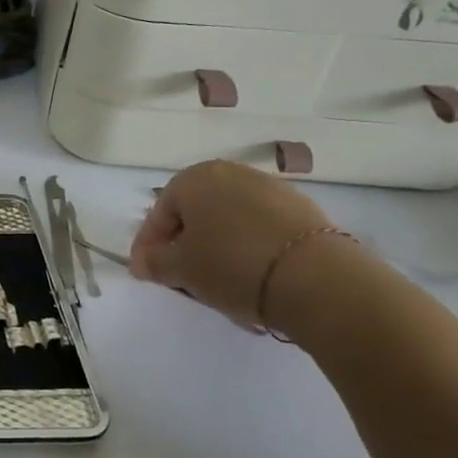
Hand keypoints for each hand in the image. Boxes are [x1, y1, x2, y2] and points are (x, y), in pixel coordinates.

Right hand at [129, 161, 336, 327]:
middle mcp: (231, 173)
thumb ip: (154, 263)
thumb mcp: (180, 269)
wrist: (316, 278)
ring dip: (218, 249)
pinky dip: (249, 250)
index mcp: (194, 178)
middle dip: (185, 245)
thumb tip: (142, 262)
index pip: (159, 214)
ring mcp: (271, 189)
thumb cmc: (231, 265)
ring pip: (229, 222)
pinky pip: (260, 230)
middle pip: (196, 214)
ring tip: (219, 284)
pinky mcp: (302, 210)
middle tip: (182, 277)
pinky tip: (252, 279)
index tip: (145, 273)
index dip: (148, 246)